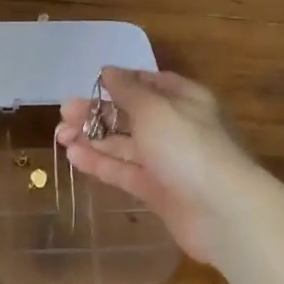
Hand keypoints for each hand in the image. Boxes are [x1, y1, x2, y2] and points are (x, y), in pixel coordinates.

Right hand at [55, 67, 257, 265]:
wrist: (223, 213)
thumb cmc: (189, 147)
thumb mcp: (155, 109)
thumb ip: (128, 91)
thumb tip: (108, 70)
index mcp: (185, 99)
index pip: (150, 83)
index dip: (121, 81)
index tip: (91, 83)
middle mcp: (176, 127)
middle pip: (132, 115)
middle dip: (98, 113)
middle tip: (64, 113)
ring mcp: (167, 161)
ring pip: (125, 145)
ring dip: (93, 138)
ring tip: (60, 135)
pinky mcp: (158, 191)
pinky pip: (125, 172)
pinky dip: (101, 163)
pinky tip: (74, 156)